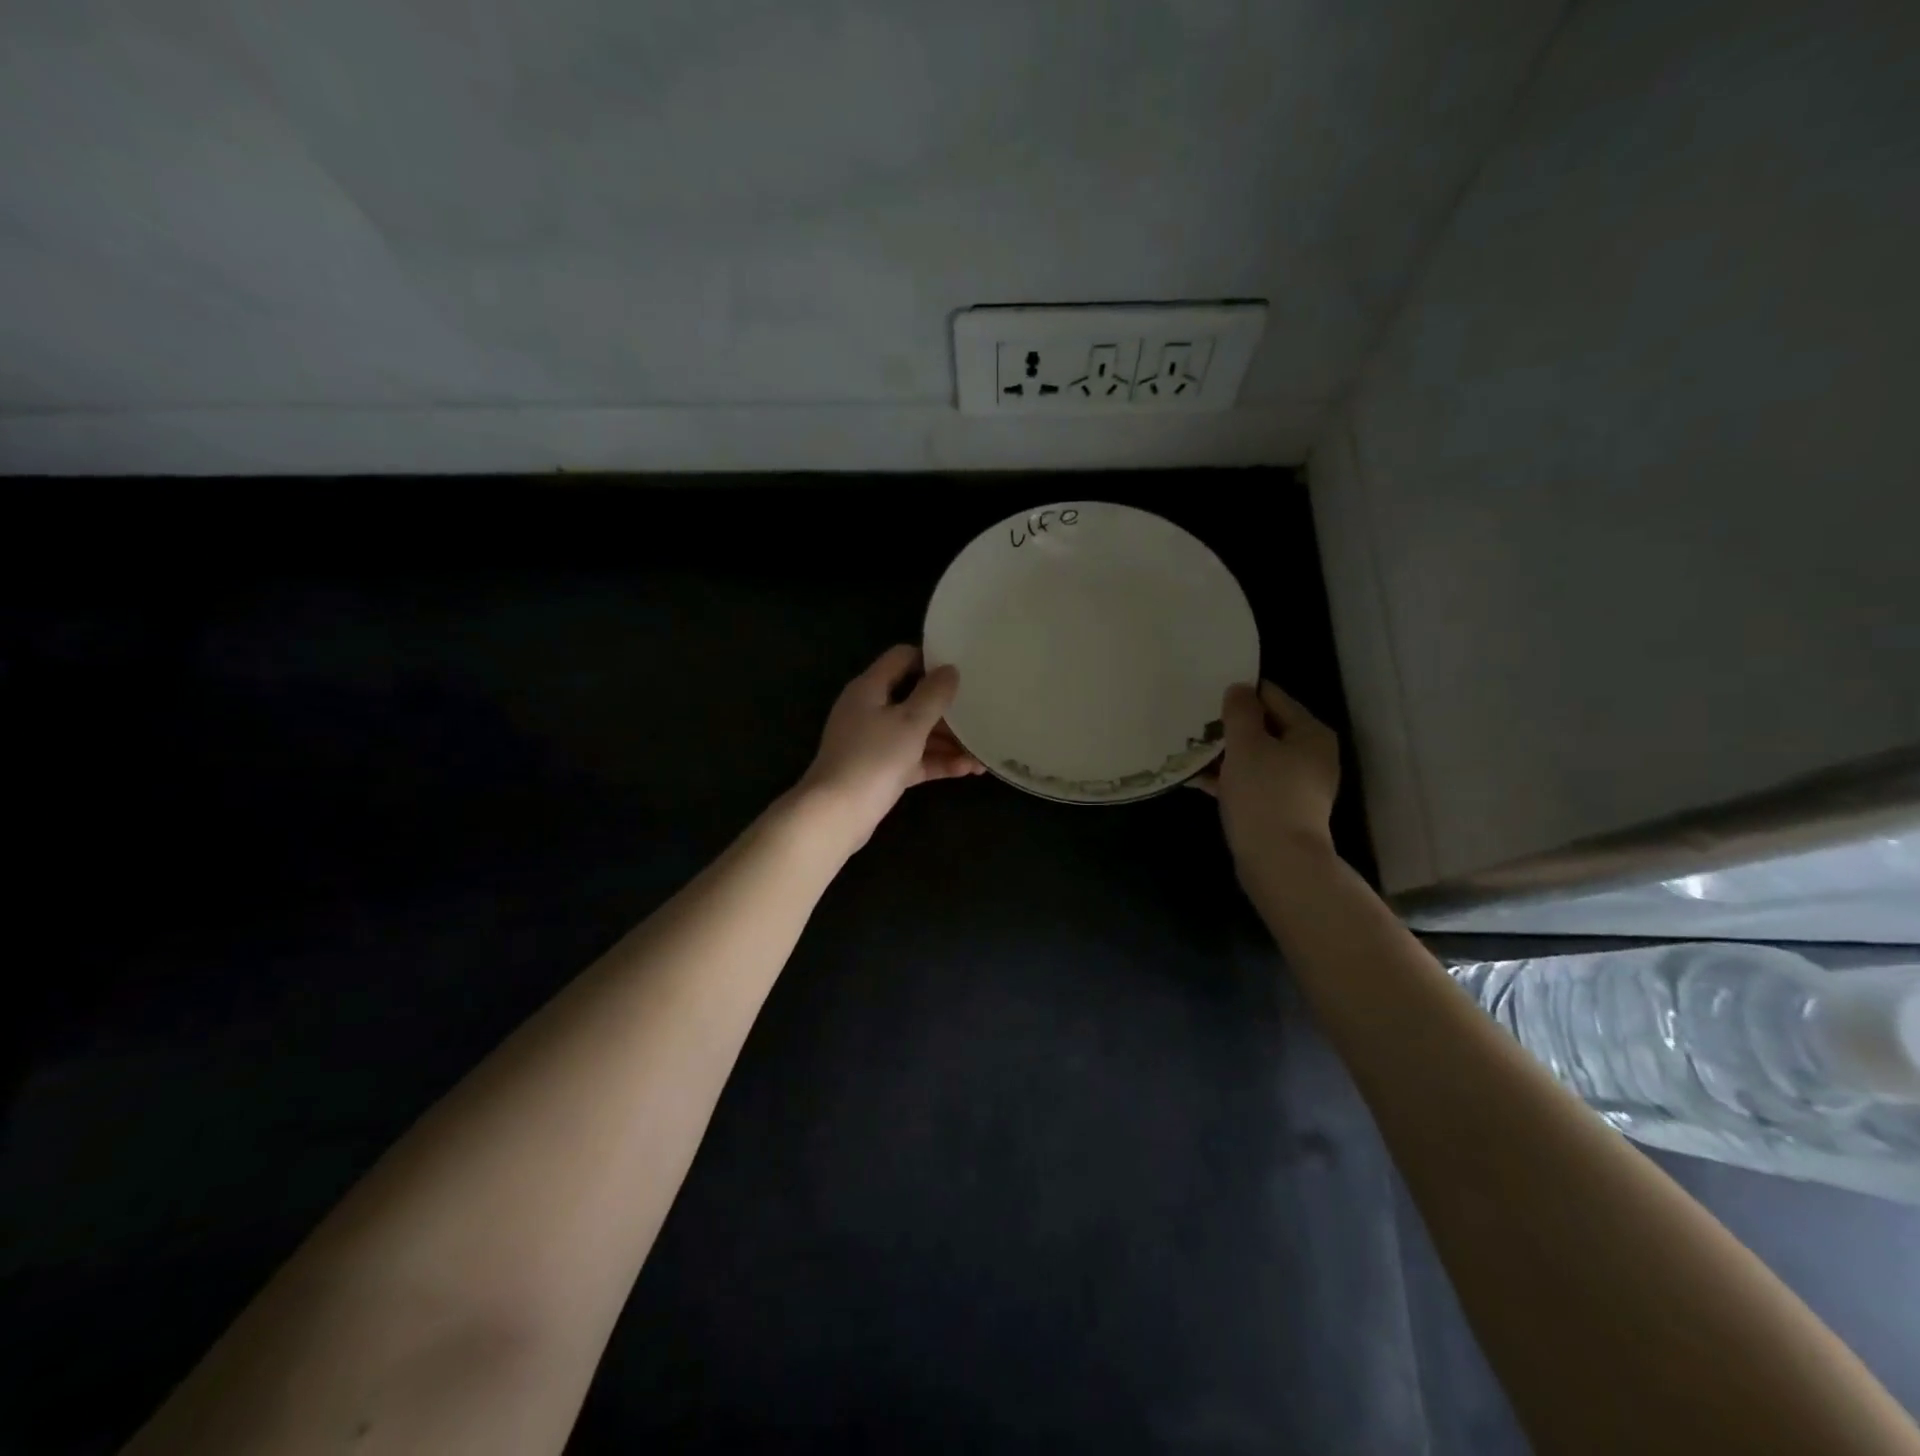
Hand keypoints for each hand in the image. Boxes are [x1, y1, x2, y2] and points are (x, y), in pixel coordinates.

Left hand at [795, 645, 983, 847]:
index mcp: (869, 688)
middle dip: (947, 708)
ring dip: (948, 740)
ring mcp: (874, 742)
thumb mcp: (910, 722)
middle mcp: (870, 710)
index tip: (963, 668)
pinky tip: (968, 769)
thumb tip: (950, 669)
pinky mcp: (880, 770)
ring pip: (917, 732)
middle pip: (913, 698)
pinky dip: (937, 761)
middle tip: (981, 710)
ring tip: (983, 749)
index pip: (902, 658)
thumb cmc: (874, 758)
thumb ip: (933, 694)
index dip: (931, 659)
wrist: (837, 814)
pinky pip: (914, 758)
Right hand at [1198, 680, 1341, 880]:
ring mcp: (1296, 784)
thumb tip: (1239, 689)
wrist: (1279, 861)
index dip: (1240, 693)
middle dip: (1229, 725)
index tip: (1206, 693)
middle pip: (1264, 727)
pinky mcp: (1280, 808)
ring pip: (1254, 757)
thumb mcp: (1246, 744)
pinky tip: (1195, 778)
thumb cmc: (1265, 794)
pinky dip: (1227, 778)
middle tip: (1193, 721)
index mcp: (1310, 732)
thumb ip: (1240, 711)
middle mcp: (1310, 755)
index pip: (1272, 697)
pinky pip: (1251, 782)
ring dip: (1224, 753)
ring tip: (1188, 748)